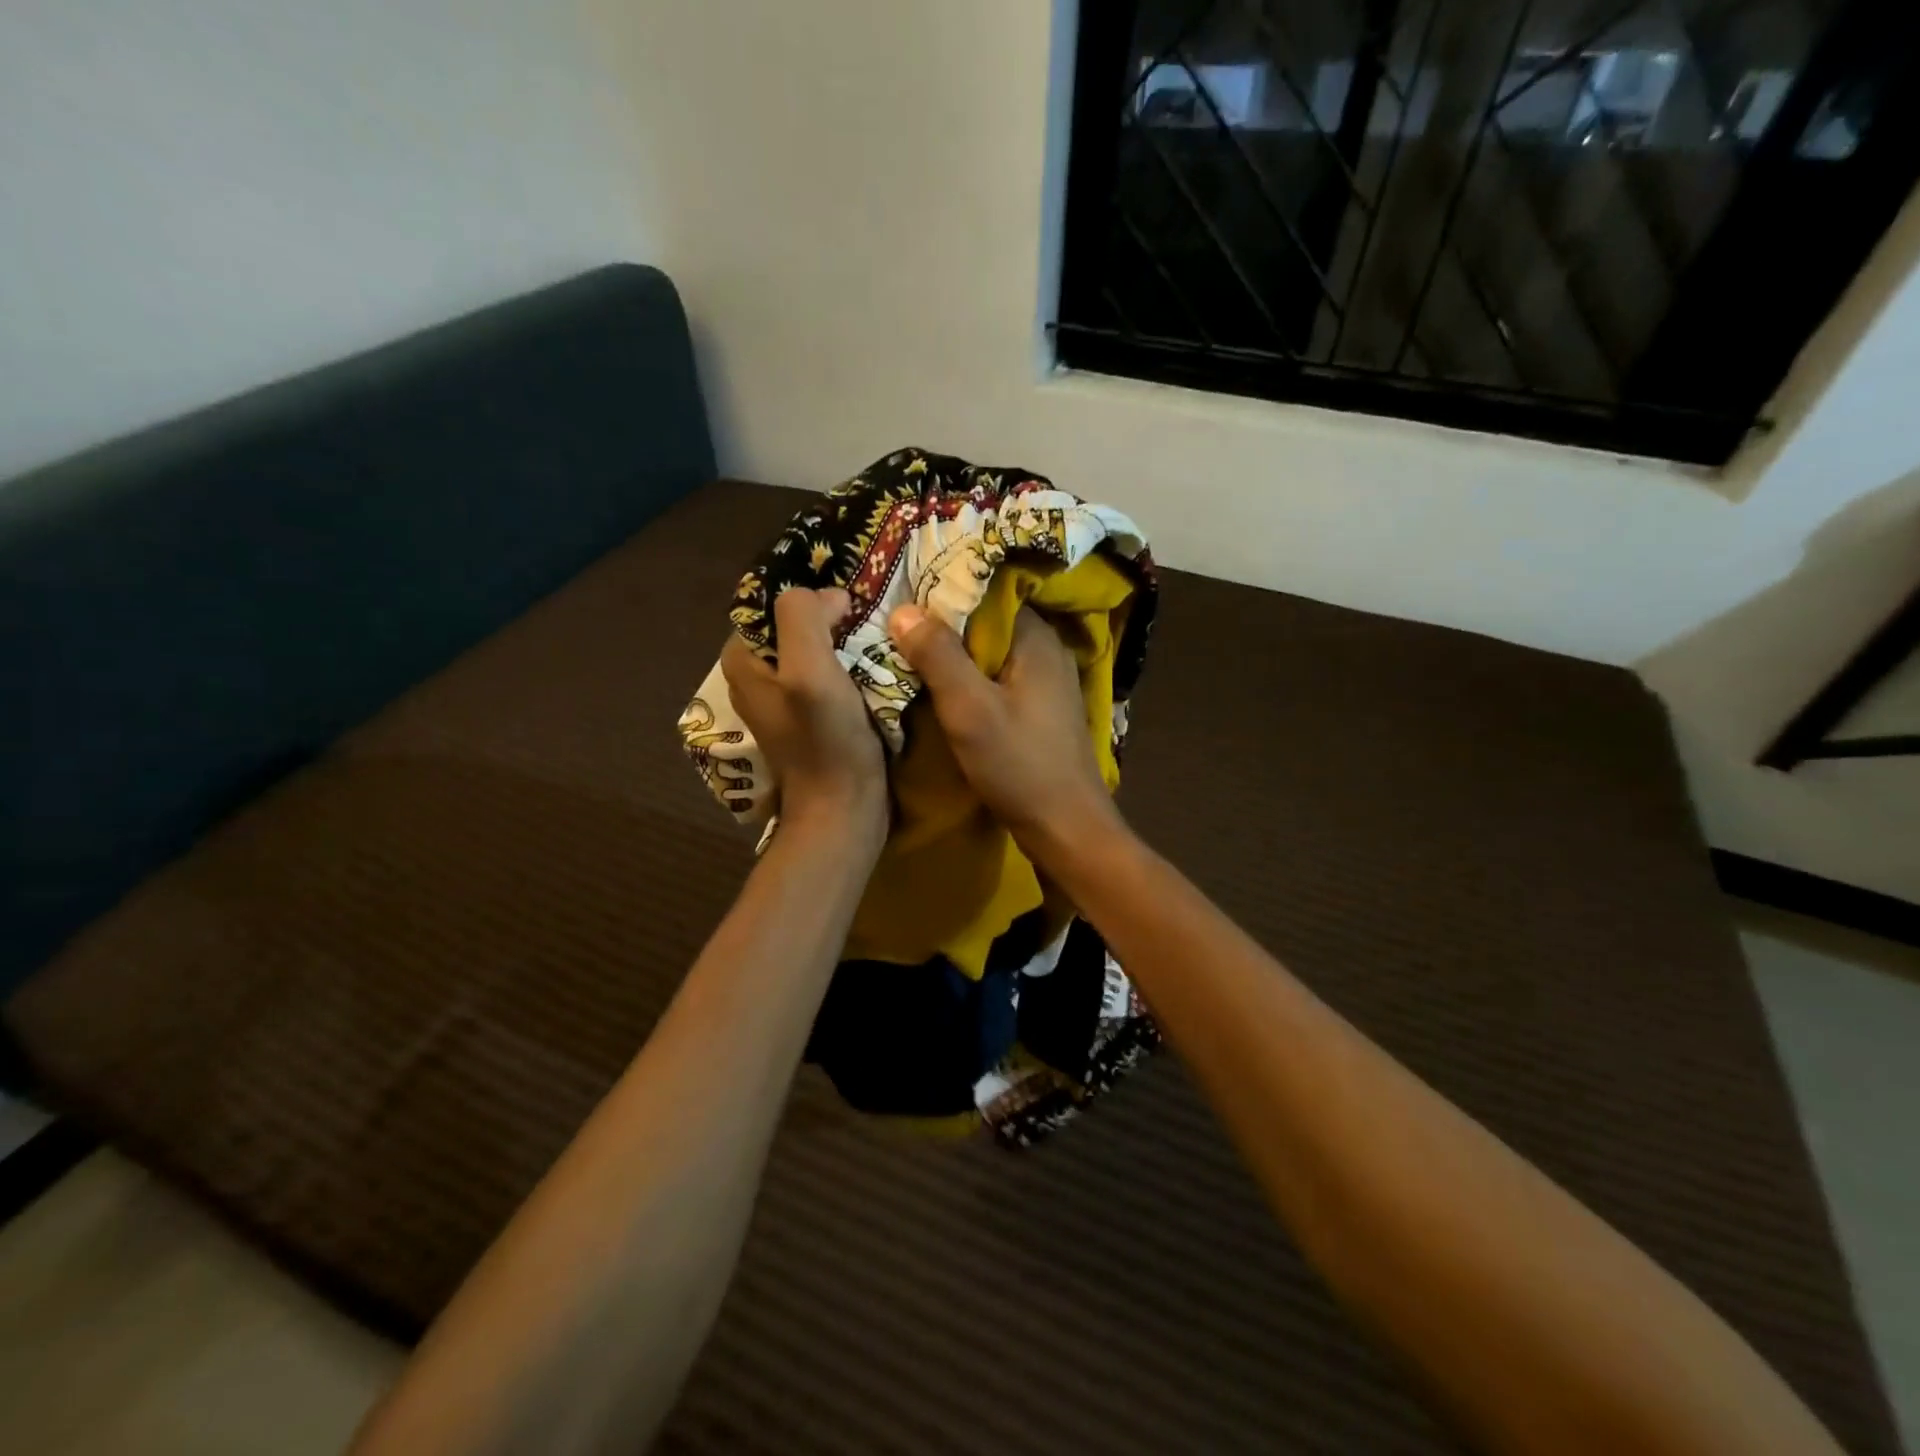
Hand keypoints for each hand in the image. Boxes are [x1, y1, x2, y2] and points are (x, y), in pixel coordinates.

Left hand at [723, 589, 885, 840]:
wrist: (843, 810)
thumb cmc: (825, 741)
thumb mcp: (808, 670)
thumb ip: (804, 617)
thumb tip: (829, 597)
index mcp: (743, 659)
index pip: (776, 602)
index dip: (815, 598)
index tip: (854, 609)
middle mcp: (757, 675)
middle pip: (798, 625)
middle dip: (835, 620)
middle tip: (873, 625)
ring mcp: (784, 699)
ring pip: (817, 649)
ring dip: (848, 644)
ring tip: (880, 646)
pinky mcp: (810, 718)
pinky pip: (829, 675)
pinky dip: (851, 668)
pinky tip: (876, 672)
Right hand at [888, 603, 1121, 859]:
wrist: (1065, 828)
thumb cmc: (1019, 766)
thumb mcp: (970, 709)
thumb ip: (938, 656)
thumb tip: (904, 608)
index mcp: (1037, 639)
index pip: (988, 592)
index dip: (945, 590)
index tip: (903, 593)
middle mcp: (1047, 650)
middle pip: (988, 621)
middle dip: (944, 623)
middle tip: (896, 624)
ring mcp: (1046, 681)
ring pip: (991, 652)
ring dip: (954, 653)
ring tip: (908, 650)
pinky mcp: (1039, 708)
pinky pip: (997, 677)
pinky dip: (970, 678)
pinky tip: (941, 687)